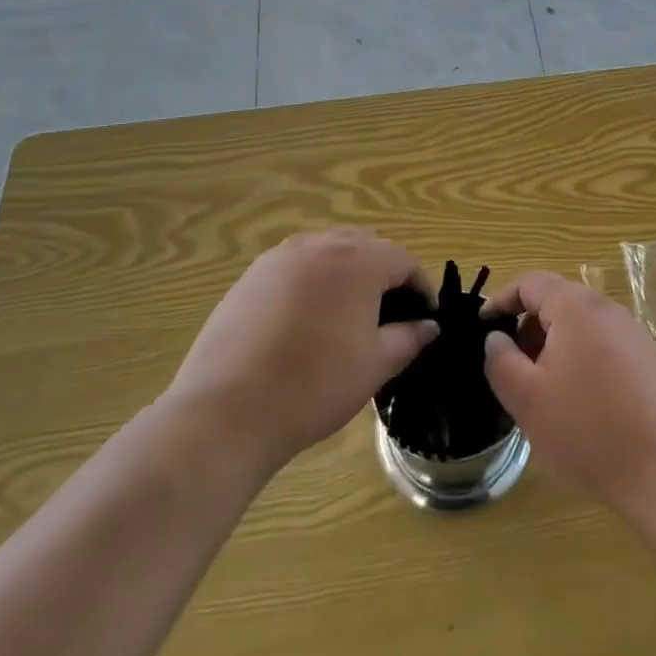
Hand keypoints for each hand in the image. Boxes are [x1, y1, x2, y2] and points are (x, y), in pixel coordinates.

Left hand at [170, 229, 437, 475]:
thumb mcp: (374, 365)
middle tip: (388, 316)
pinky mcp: (250, 276)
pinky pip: (295, 268)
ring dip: (346, 275)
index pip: (403, 261)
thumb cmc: (315, 385)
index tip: (424, 319)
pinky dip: (311, 284)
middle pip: (366, 247)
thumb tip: (429, 326)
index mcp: (357, 260)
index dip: (420, 288)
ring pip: (327, 252)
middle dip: (384, 275)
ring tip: (347, 317)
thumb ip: (408, 338)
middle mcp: (320, 244)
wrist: (227, 410)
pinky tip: (305, 323)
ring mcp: (280, 257)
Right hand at [482, 271, 655, 514]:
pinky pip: (604, 346)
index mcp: (576, 307)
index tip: (483, 325)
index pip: (531, 282)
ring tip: (544, 391)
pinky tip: (581, 405)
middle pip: (558, 302)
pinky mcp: (651, 360)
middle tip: (512, 367)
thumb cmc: (589, 429)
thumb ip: (501, 361)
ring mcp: (634, 333)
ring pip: (582, 327)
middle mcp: (607, 309)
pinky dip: (582, 361)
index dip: (502, 299)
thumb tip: (496, 338)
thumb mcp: (528, 399)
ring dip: (555, 348)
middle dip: (529, 328)